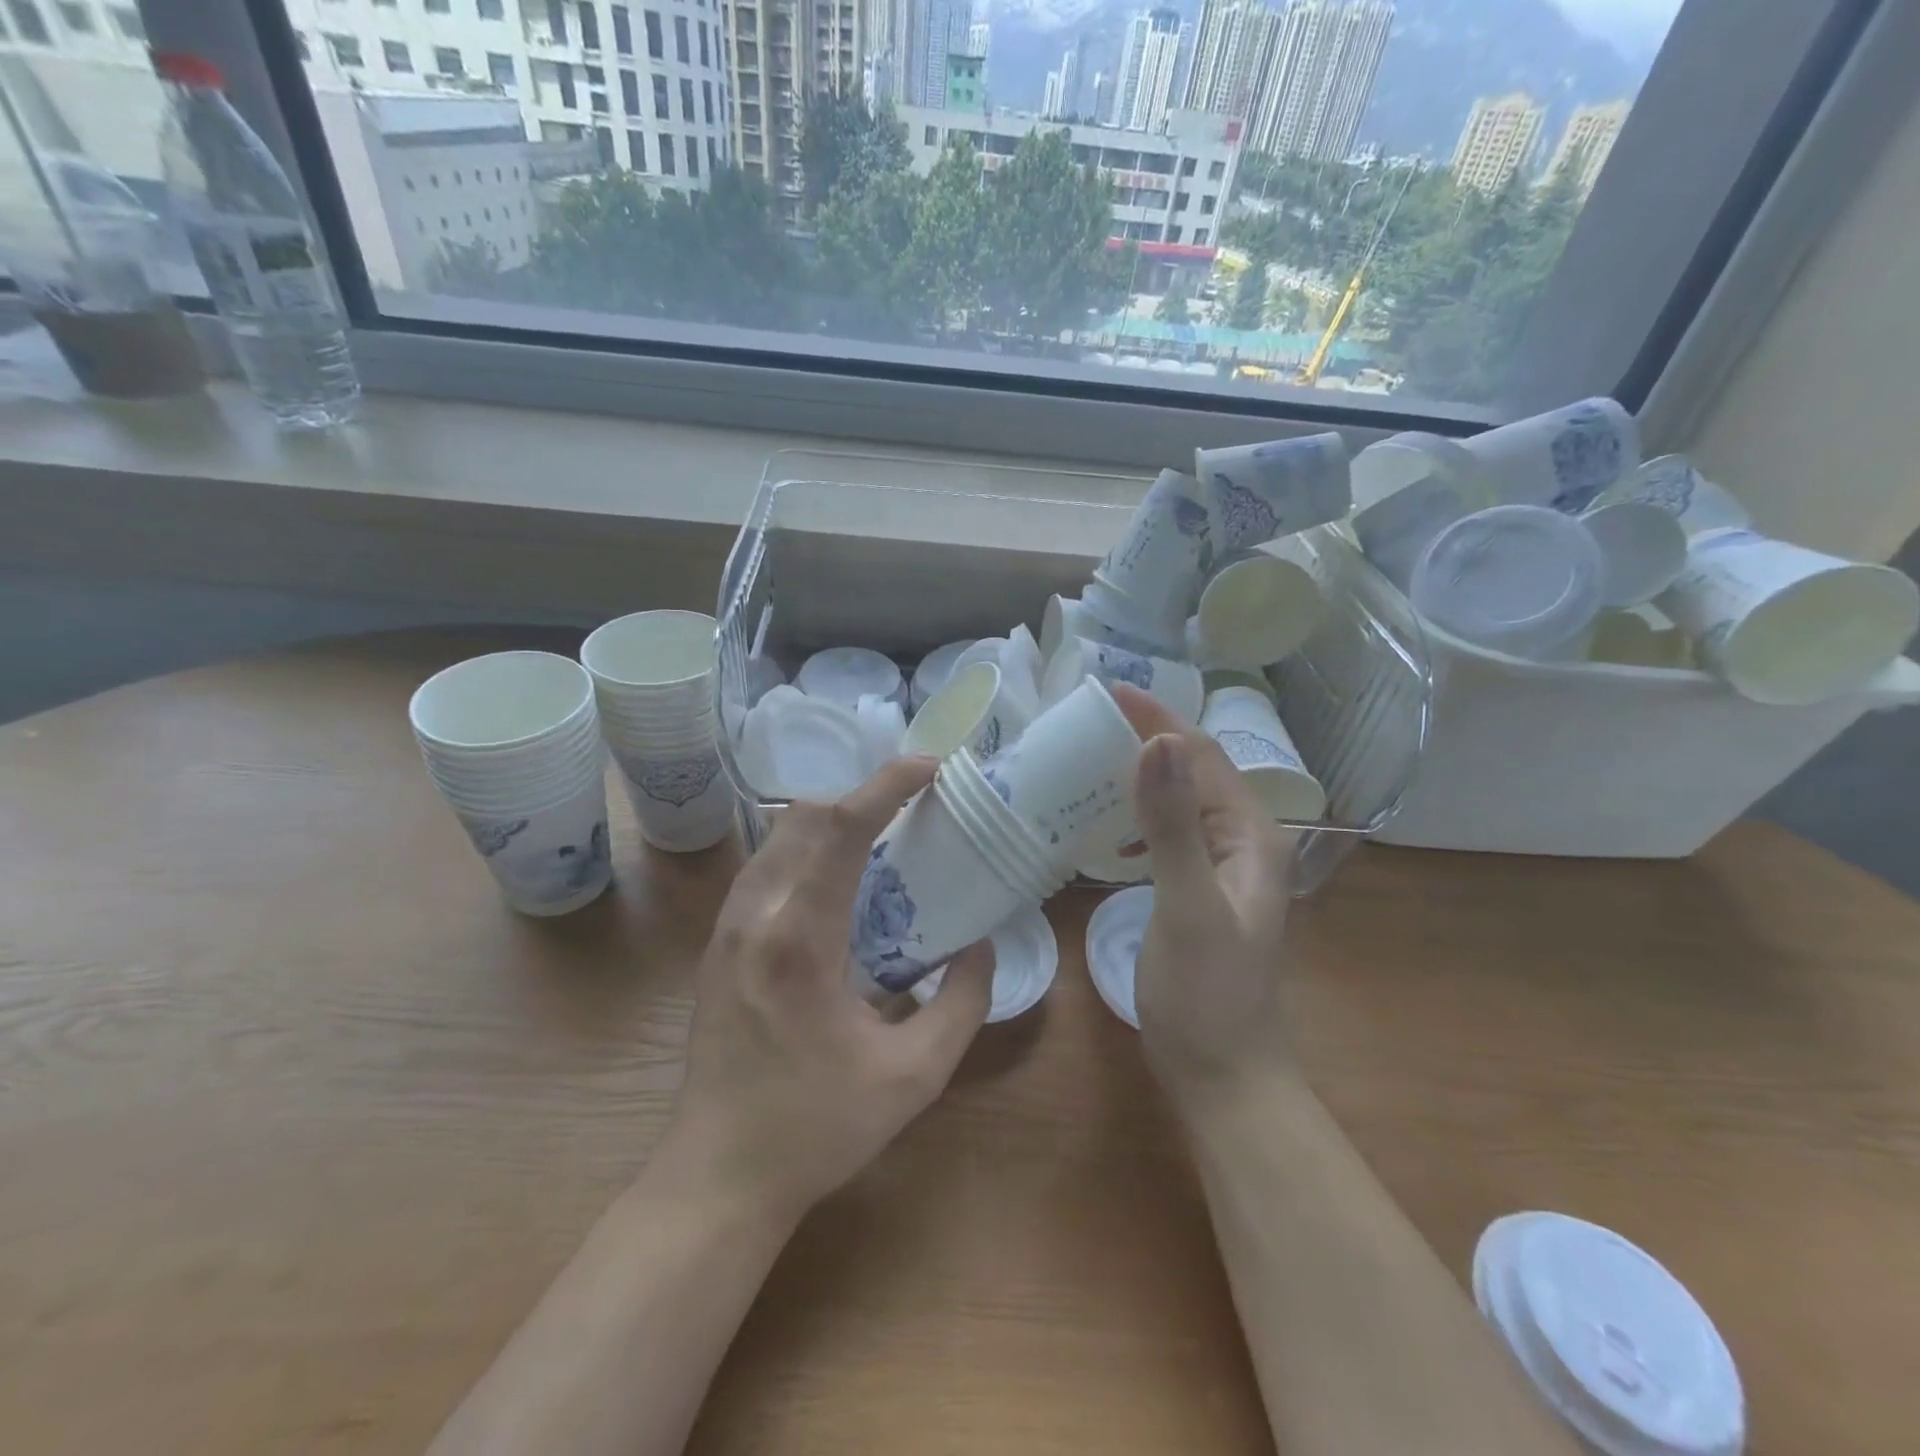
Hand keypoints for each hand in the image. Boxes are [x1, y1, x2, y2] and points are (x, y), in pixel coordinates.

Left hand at [664, 758, 994, 1223]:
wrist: (718, 1174)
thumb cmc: (817, 1128)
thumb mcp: (914, 1075)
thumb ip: (962, 1003)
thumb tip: (978, 944)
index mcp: (800, 939)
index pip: (840, 829)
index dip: (886, 785)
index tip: (929, 767)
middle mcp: (754, 916)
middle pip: (803, 817)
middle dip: (862, 797)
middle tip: (913, 809)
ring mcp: (727, 927)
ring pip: (778, 837)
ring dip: (830, 821)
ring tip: (881, 839)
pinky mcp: (718, 943)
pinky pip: (765, 867)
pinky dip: (805, 850)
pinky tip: (838, 884)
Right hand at [1110, 686, 1297, 1114]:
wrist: (1222, 1072)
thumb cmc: (1207, 993)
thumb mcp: (1187, 905)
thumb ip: (1172, 826)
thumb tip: (1157, 742)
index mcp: (1250, 833)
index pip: (1201, 755)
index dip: (1157, 719)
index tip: (1106, 691)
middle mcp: (1241, 839)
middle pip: (1191, 770)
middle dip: (1146, 739)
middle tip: (1087, 721)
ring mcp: (1219, 866)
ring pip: (1177, 800)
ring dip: (1138, 775)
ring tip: (1089, 759)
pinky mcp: (1195, 888)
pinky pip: (1166, 832)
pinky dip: (1135, 817)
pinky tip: (1106, 827)